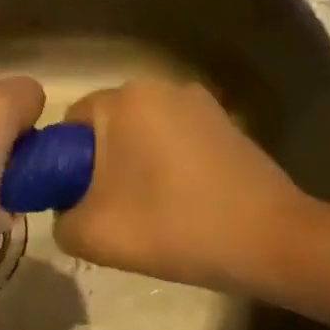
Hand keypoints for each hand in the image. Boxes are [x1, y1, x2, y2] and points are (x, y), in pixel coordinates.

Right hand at [54, 80, 317, 291]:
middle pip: (107, 129)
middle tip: (110, 213)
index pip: (69, 125)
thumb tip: (70, 208)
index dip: (63, 166)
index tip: (78, 203)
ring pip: (142, 136)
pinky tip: (181, 205)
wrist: (271, 241)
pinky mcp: (226, 126)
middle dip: (100, 167)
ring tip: (148, 213)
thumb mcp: (90, 234)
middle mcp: (161, 88)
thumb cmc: (173, 227)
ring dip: (134, 168)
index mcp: (124, 100)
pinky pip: (175, 143)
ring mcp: (200, 104)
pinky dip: (167, 168)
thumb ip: (59, 217)